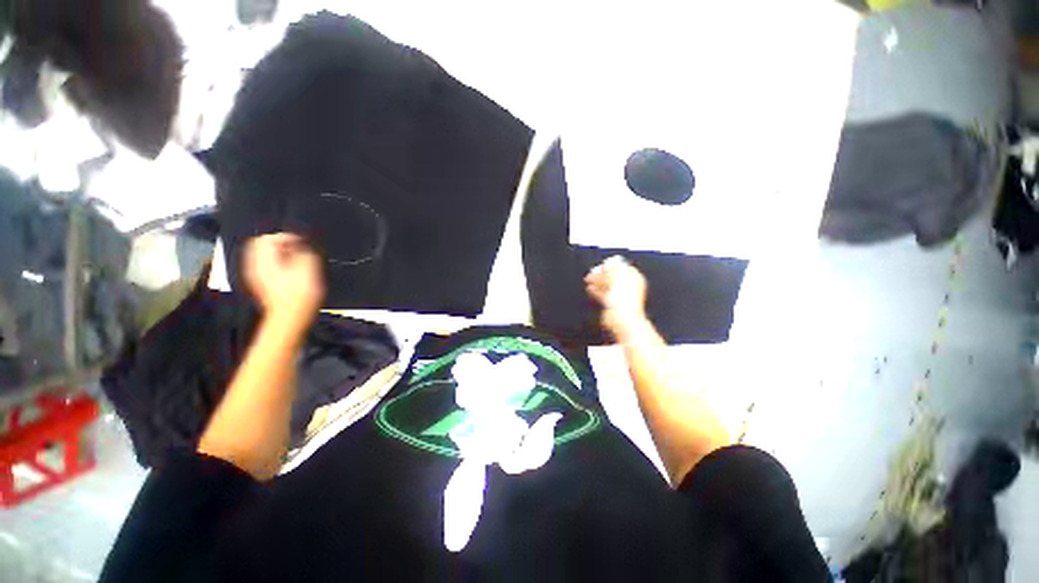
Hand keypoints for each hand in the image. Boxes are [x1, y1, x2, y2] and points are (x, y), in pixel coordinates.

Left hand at [242, 233, 324, 330]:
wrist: (291, 318)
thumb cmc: (301, 293)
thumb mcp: (309, 267)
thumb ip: (303, 250)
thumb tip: (299, 244)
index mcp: (263, 259)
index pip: (269, 238)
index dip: (287, 237)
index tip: (302, 242)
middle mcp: (254, 265)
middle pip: (262, 246)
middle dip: (280, 245)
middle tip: (298, 249)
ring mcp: (256, 276)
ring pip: (263, 257)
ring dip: (279, 255)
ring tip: (296, 260)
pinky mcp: (261, 285)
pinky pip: (266, 268)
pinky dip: (277, 265)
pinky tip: (290, 272)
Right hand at [584, 256, 648, 340]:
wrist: (621, 319)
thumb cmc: (623, 299)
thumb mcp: (617, 277)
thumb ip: (614, 267)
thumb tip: (611, 261)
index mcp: (633, 277)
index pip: (622, 266)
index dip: (610, 264)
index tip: (601, 265)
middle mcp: (628, 286)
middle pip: (613, 276)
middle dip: (601, 274)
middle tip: (591, 273)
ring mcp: (620, 296)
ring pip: (607, 286)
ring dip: (597, 282)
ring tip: (588, 280)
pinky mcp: (612, 305)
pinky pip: (603, 295)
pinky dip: (596, 291)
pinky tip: (590, 289)